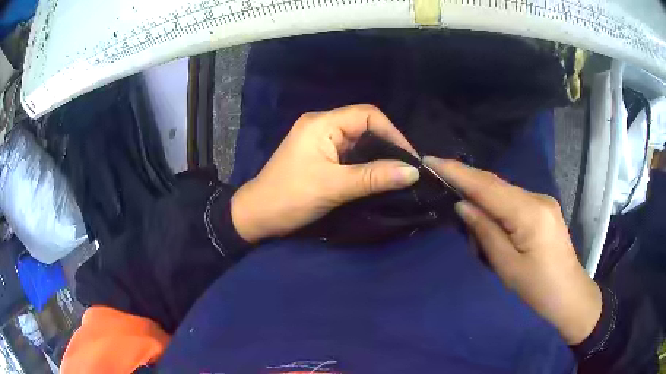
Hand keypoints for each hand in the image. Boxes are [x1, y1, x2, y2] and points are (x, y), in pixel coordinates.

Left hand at [231, 105, 419, 242]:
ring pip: (358, 141)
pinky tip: (379, 176)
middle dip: (388, 144)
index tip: (409, 158)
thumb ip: (374, 177)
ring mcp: (320, 141)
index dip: (392, 132)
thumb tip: (413, 172)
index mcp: (321, 123)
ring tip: (399, 173)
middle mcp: (322, 125)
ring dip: (378, 155)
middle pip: (364, 125)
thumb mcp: (334, 186)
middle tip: (407, 167)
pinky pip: (350, 154)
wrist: (257, 216)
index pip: (367, 115)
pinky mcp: (320, 156)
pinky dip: (366, 163)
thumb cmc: (290, 198)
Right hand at [423, 157, 601, 344]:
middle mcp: (537, 198)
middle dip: (466, 180)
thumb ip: (486, 232)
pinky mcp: (543, 209)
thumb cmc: (539, 289)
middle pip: (495, 184)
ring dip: (481, 199)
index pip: (487, 187)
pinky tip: (488, 221)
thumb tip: (464, 206)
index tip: (430, 160)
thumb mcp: (508, 267)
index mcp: (529, 213)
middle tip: (438, 177)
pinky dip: (495, 206)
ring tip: (465, 218)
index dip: (458, 172)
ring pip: (503, 192)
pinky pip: (513, 200)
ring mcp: (542, 202)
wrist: (570, 295)